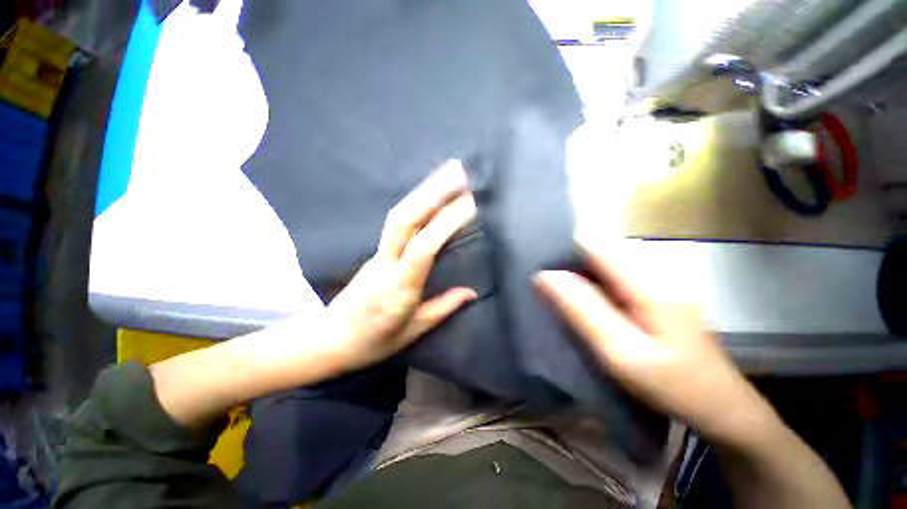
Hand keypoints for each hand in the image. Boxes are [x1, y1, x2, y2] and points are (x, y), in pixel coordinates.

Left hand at [326, 160, 478, 370]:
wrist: (328, 340)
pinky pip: (397, 222)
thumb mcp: (413, 331)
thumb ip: (443, 308)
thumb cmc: (374, 342)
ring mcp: (376, 255)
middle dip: (431, 193)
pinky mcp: (374, 251)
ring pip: (398, 216)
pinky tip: (429, 193)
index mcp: (398, 289)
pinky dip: (415, 202)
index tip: (469, 205)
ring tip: (447, 173)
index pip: (424, 248)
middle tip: (457, 173)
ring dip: (423, 191)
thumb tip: (471, 292)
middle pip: (405, 221)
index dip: (446, 223)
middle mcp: (385, 265)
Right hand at [534, 240, 776, 447]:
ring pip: (602, 260)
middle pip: (598, 247)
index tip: (534, 256)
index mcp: (647, 282)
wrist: (720, 408)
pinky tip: (575, 296)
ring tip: (548, 283)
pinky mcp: (651, 292)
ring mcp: (654, 281)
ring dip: (574, 268)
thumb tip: (543, 275)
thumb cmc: (672, 386)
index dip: (562, 244)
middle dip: (565, 256)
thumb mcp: (620, 353)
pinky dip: (587, 280)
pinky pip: (610, 276)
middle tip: (537, 274)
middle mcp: (652, 271)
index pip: (595, 243)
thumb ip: (581, 310)